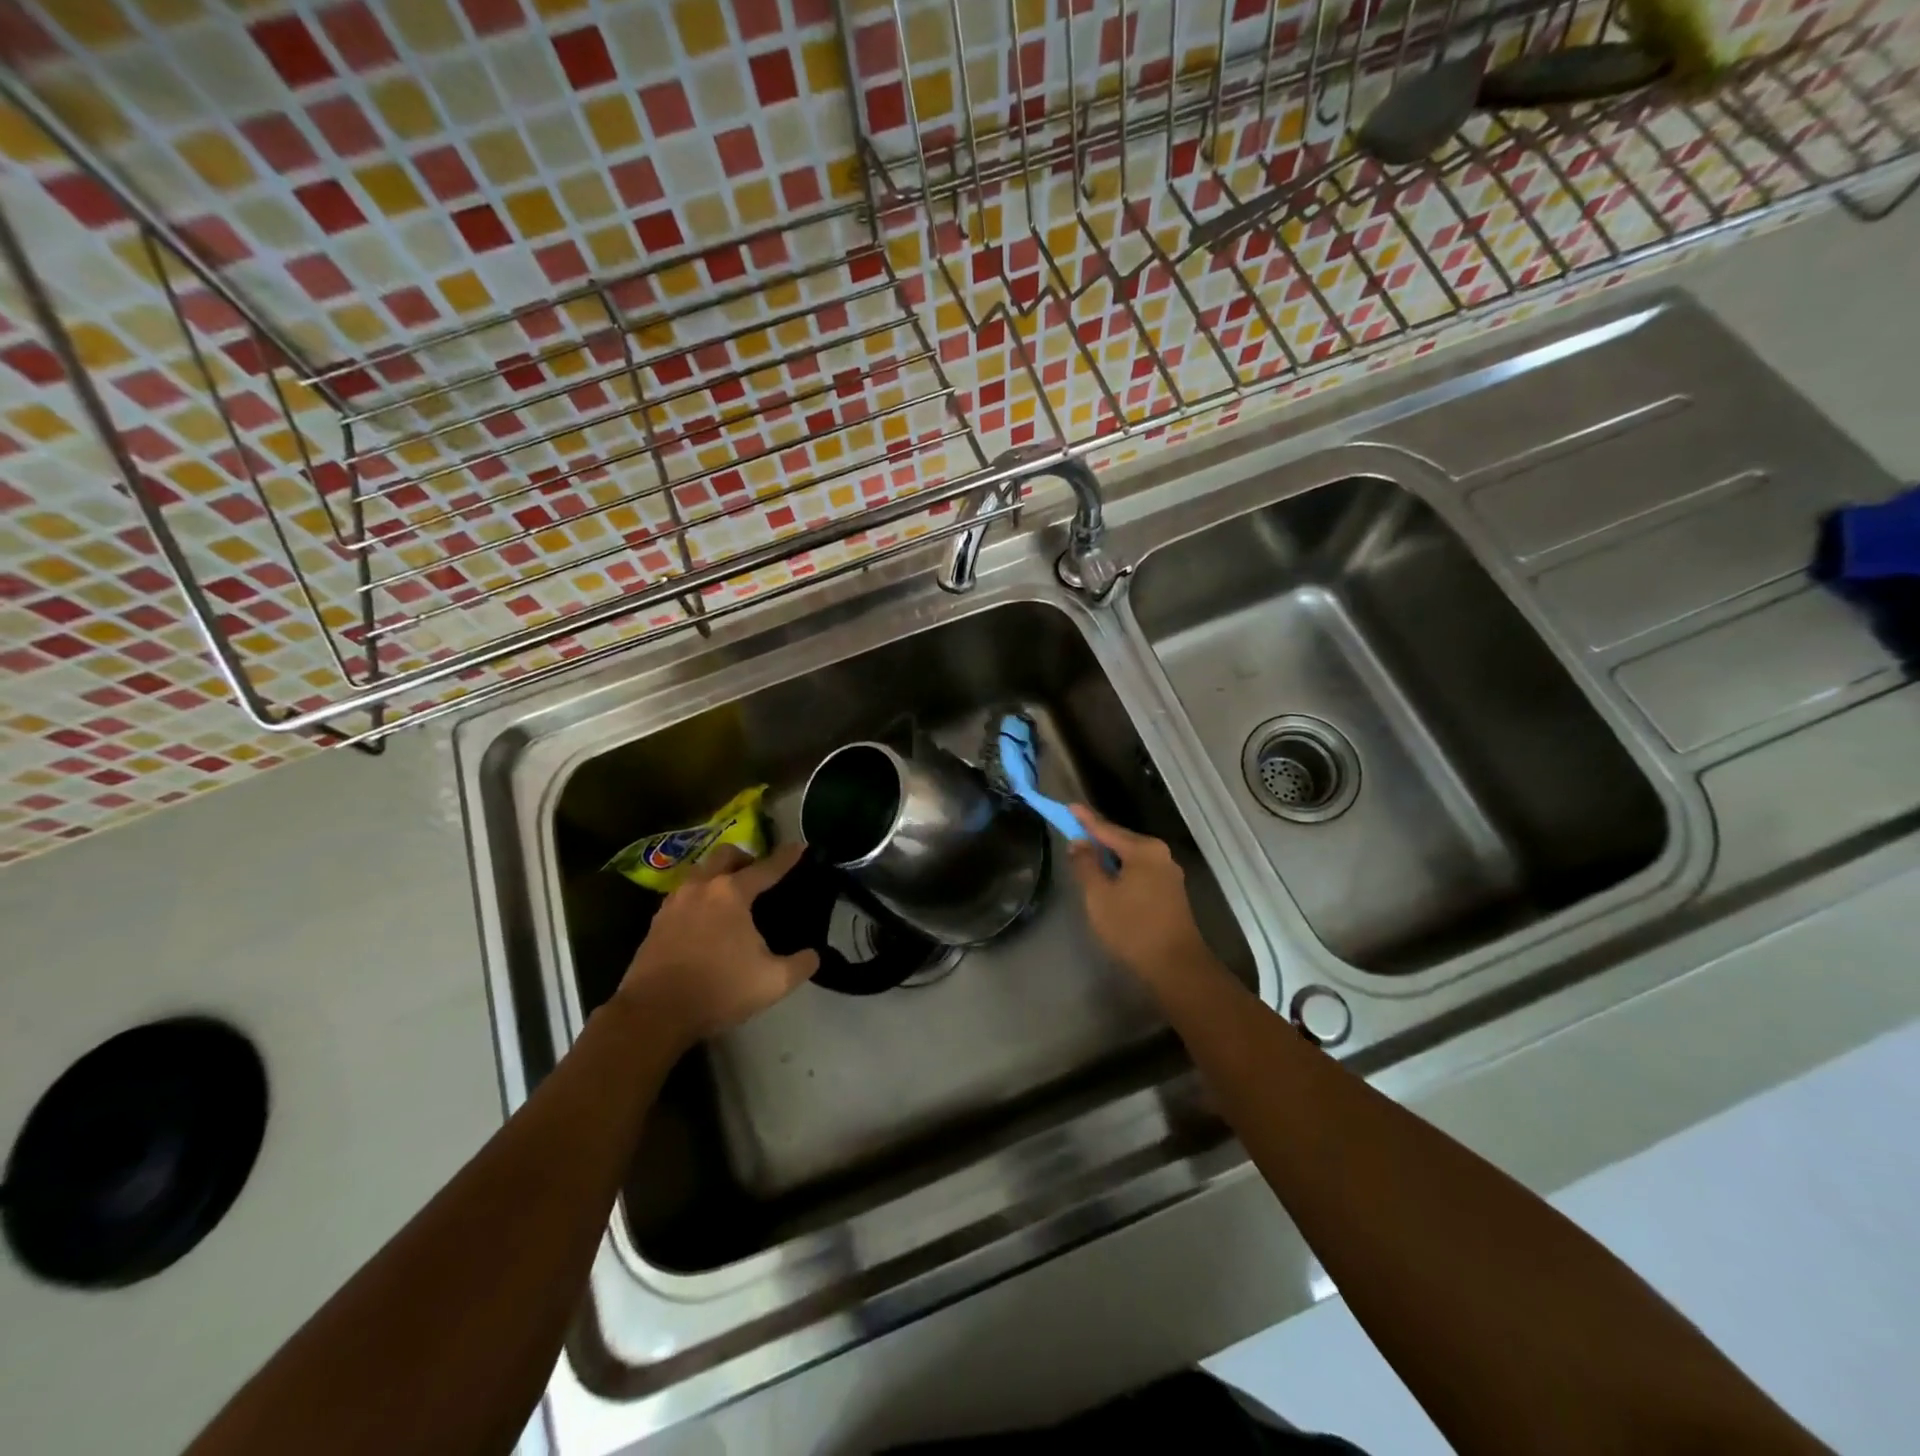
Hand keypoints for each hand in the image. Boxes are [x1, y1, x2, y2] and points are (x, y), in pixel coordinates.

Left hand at [616, 842, 819, 1045]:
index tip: (800, 846)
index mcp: (732, 893)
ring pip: (700, 872)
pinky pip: (683, 895)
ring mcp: (674, 902)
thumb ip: (801, 964)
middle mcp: (702, 887)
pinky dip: (700, 897)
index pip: (767, 867)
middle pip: (726, 856)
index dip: (787, 857)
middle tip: (758, 876)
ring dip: (718, 876)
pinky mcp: (656, 922)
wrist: (653, 1014)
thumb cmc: (718, 990)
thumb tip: (813, 955)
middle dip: (746, 858)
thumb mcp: (773, 982)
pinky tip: (706, 921)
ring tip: (731, 898)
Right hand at [1067, 805, 1215, 987]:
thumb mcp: (1098, 895)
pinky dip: (1122, 871)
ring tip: (1087, 859)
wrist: (1176, 965)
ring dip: (1109, 857)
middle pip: (1121, 840)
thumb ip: (1086, 865)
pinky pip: (1140, 871)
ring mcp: (1169, 873)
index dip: (1084, 819)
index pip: (1106, 828)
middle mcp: (1160, 854)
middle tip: (1074, 835)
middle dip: (1097, 838)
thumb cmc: (1132, 927)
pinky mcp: (1171, 891)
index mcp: (1143, 849)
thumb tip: (1078, 843)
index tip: (1068, 806)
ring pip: (1131, 857)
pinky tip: (1109, 880)